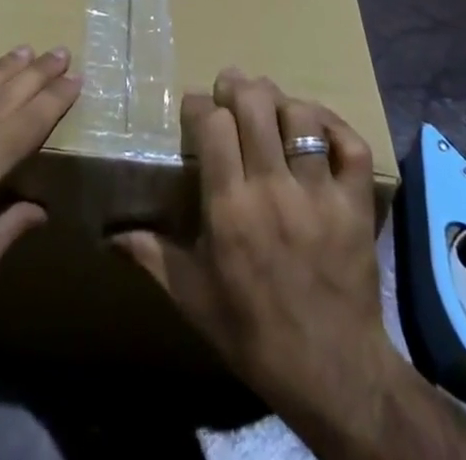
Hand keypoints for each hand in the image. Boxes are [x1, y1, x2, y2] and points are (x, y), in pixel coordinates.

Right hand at [114, 70, 399, 457]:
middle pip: (255, 105)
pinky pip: (351, 145)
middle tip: (230, 88)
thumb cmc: (255, 335)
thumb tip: (108, 236)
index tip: (194, 107)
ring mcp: (320, 195)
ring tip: (270, 105)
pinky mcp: (356, 205)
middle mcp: (273, 191)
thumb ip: (152, 256)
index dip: (199, 106)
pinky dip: (335, 126)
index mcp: (230, 210)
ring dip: (281, 102)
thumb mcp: (194, 299)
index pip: (213, 125)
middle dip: (238, 87)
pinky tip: (317, 126)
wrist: (335, 378)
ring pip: (301, 117)